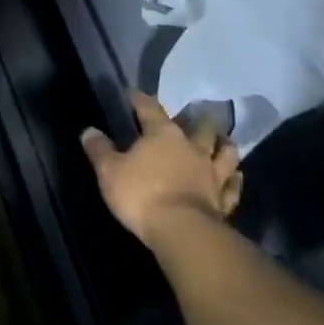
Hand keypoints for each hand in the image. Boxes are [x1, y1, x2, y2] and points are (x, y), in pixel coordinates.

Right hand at [81, 90, 242, 246]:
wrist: (181, 230)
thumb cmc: (141, 194)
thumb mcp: (109, 171)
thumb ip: (99, 150)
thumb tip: (89, 131)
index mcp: (163, 134)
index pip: (150, 108)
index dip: (140, 100)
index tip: (133, 94)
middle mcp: (192, 147)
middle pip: (200, 126)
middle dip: (197, 120)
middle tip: (193, 118)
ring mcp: (212, 173)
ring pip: (226, 152)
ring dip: (223, 145)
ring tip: (222, 141)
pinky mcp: (223, 199)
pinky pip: (233, 186)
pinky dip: (234, 180)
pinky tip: (234, 177)